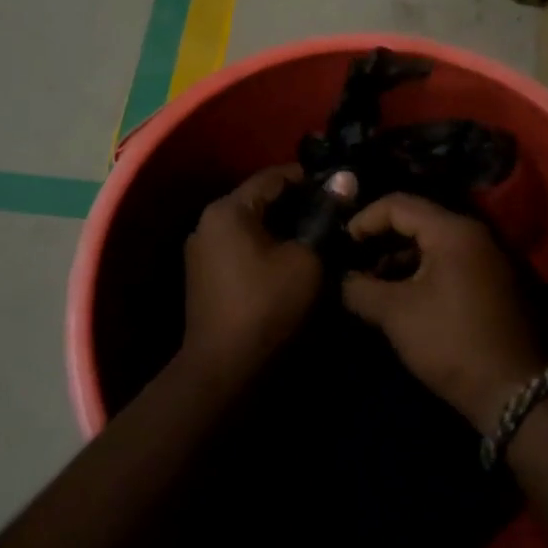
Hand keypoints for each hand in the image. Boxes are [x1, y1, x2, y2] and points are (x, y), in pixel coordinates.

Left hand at [182, 165, 325, 383]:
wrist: (224, 370)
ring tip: (320, 233)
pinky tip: (294, 257)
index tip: (341, 185)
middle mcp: (208, 222)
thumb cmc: (268, 305)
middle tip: (336, 211)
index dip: (310, 178)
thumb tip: (345, 179)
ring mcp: (202, 250)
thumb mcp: (306, 259)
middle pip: (260, 200)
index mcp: (227, 210)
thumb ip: (325, 216)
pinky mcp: (205, 275)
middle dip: (298, 203)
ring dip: (283, 227)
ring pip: (252, 225)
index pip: (273, 177)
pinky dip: (267, 246)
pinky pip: (242, 247)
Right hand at [341, 194, 545, 430]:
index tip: (342, 245)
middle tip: (353, 262)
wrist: (515, 393)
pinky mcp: (495, 281)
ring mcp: (489, 257)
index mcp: (453, 230)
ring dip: (400, 258)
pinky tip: (402, 296)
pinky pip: (450, 261)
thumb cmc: (451, 342)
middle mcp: (475, 233)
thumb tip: (341, 279)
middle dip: (380, 240)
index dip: (364, 220)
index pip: (398, 204)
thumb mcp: (396, 314)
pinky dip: (423, 271)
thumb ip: (360, 289)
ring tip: (372, 284)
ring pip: (434, 243)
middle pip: (417, 220)